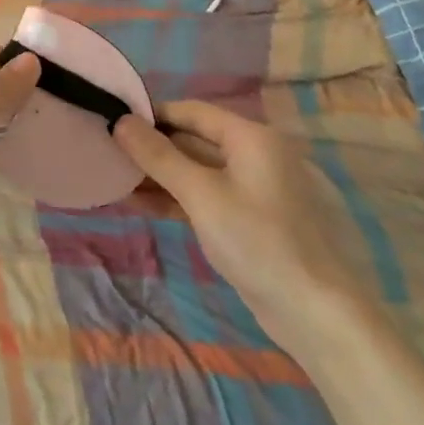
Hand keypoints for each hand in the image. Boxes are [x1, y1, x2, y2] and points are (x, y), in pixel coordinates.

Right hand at [113, 101, 377, 357]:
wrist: (314, 313)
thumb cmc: (257, 241)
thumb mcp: (201, 195)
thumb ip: (158, 156)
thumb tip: (120, 121)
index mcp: (251, 137)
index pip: (192, 111)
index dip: (153, 114)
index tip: (114, 122)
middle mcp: (255, 154)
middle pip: (194, 139)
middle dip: (152, 148)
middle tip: (109, 152)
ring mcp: (254, 189)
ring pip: (197, 170)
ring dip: (159, 175)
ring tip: (115, 179)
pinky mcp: (249, 220)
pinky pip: (206, 196)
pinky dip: (176, 198)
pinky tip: (140, 204)